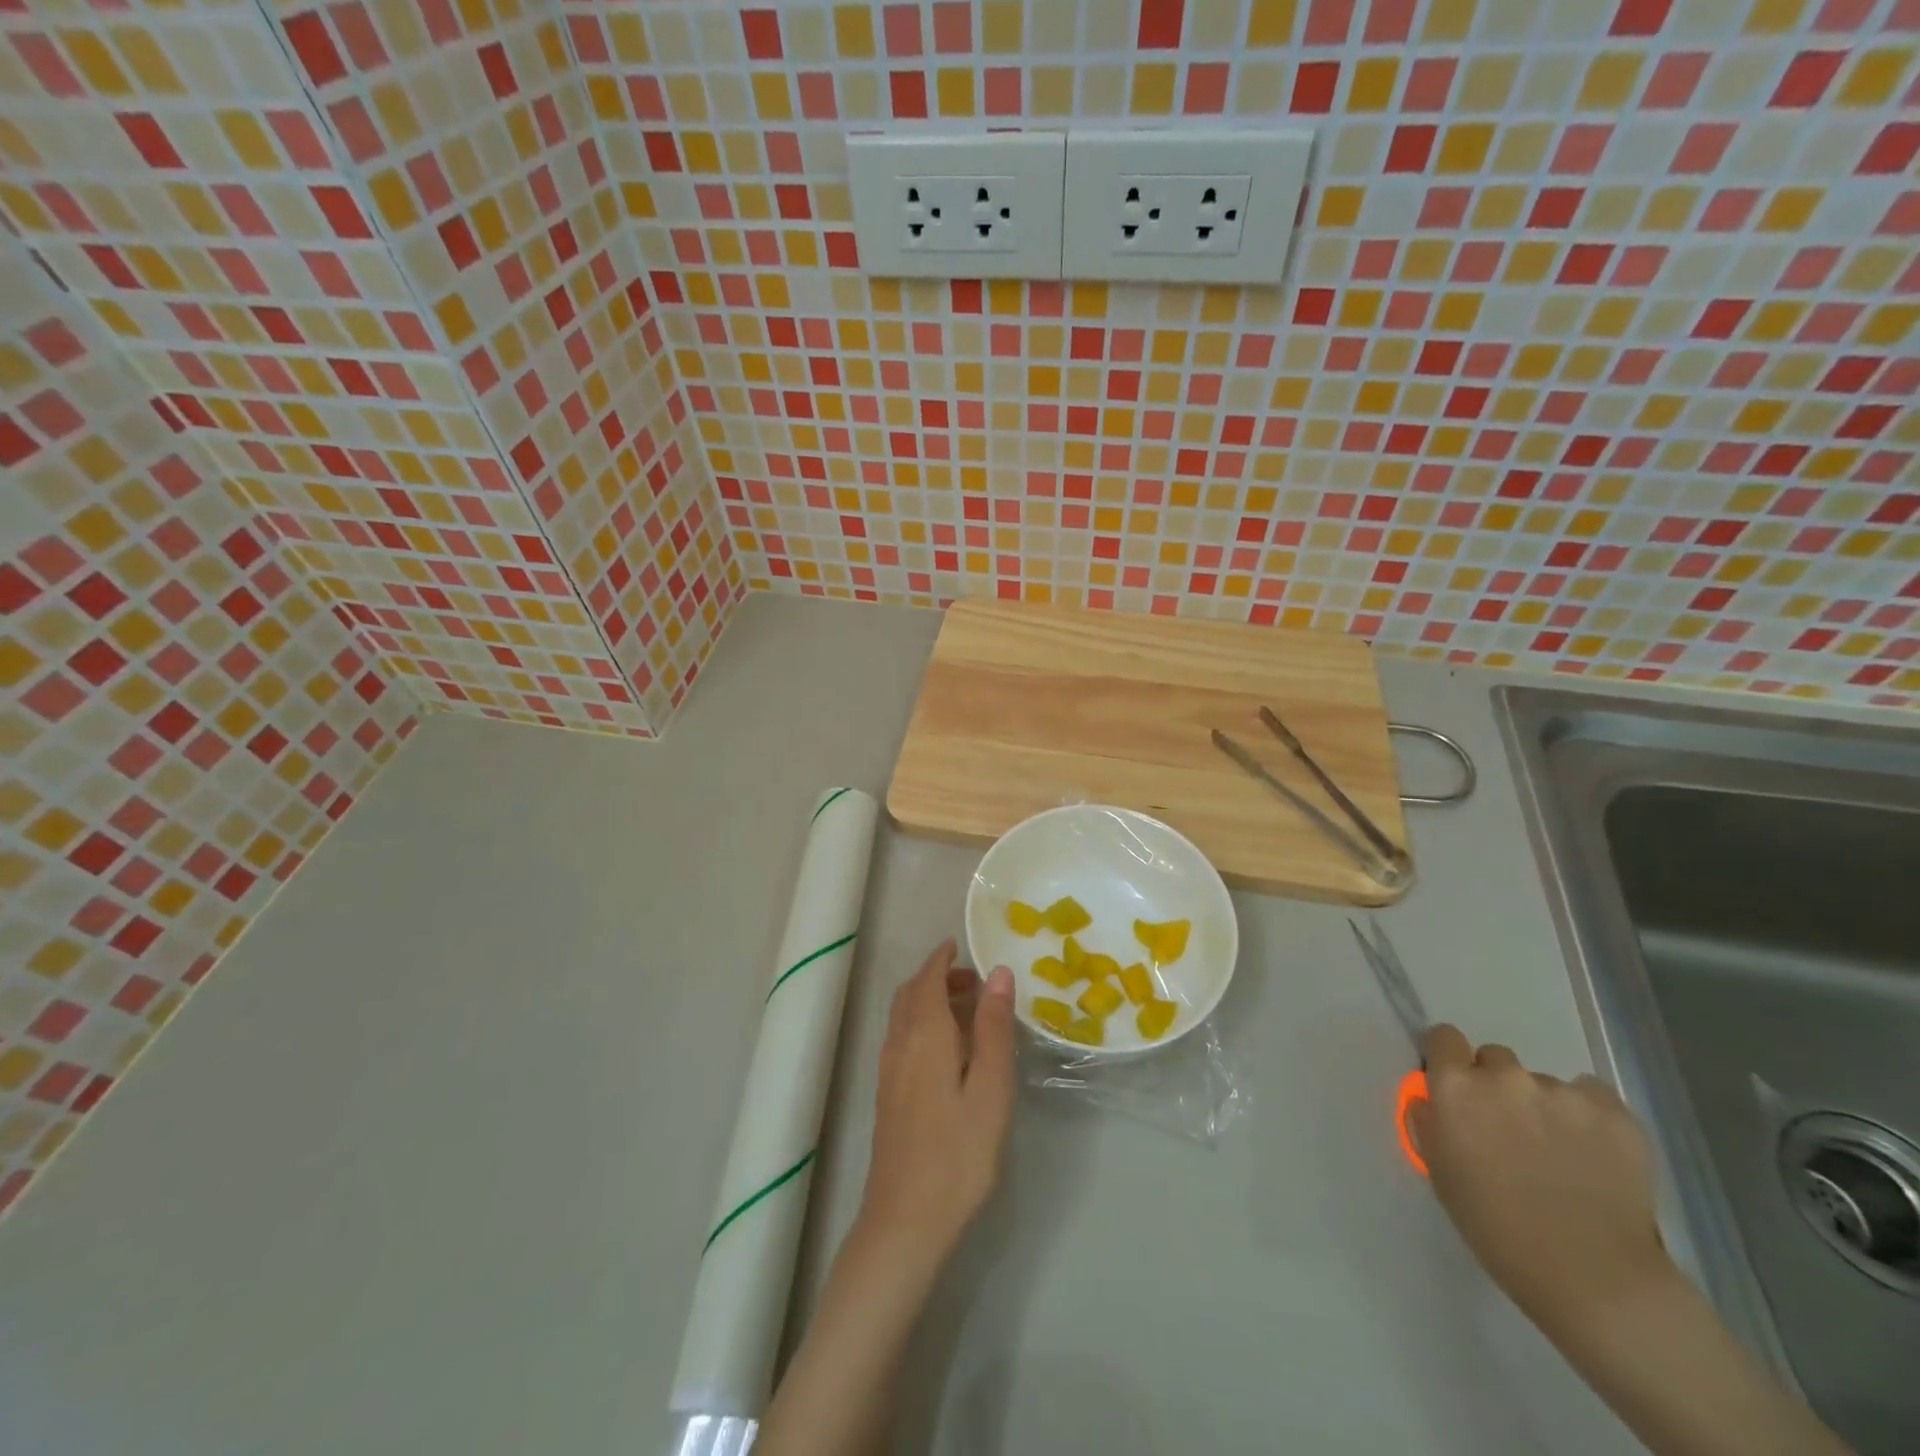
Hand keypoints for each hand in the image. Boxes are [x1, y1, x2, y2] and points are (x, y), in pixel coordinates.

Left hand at [855, 939, 1015, 1270]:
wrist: (906, 1221)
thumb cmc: (958, 1152)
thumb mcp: (990, 1088)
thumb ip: (993, 1028)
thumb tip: (998, 973)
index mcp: (924, 1034)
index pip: (927, 979)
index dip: (942, 959)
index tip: (961, 946)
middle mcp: (899, 1044)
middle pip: (911, 994)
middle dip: (938, 978)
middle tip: (975, 983)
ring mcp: (889, 1072)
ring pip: (904, 1018)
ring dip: (930, 1002)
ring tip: (970, 1015)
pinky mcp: (888, 1097)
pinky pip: (903, 1040)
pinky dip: (923, 1026)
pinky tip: (950, 1053)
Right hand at [1407, 1024, 1672, 1340]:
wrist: (1595, 1279)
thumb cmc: (1498, 1228)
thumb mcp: (1441, 1172)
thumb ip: (1432, 1122)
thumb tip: (1434, 1100)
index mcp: (1456, 1087)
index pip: (1444, 1037)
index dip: (1450, 1059)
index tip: (1458, 1086)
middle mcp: (1505, 1076)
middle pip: (1496, 1058)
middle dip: (1498, 1086)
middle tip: (1511, 1130)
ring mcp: (1563, 1092)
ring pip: (1545, 1083)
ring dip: (1545, 1107)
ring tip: (1562, 1154)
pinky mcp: (1614, 1112)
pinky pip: (1593, 1097)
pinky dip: (1589, 1117)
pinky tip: (1596, 1153)